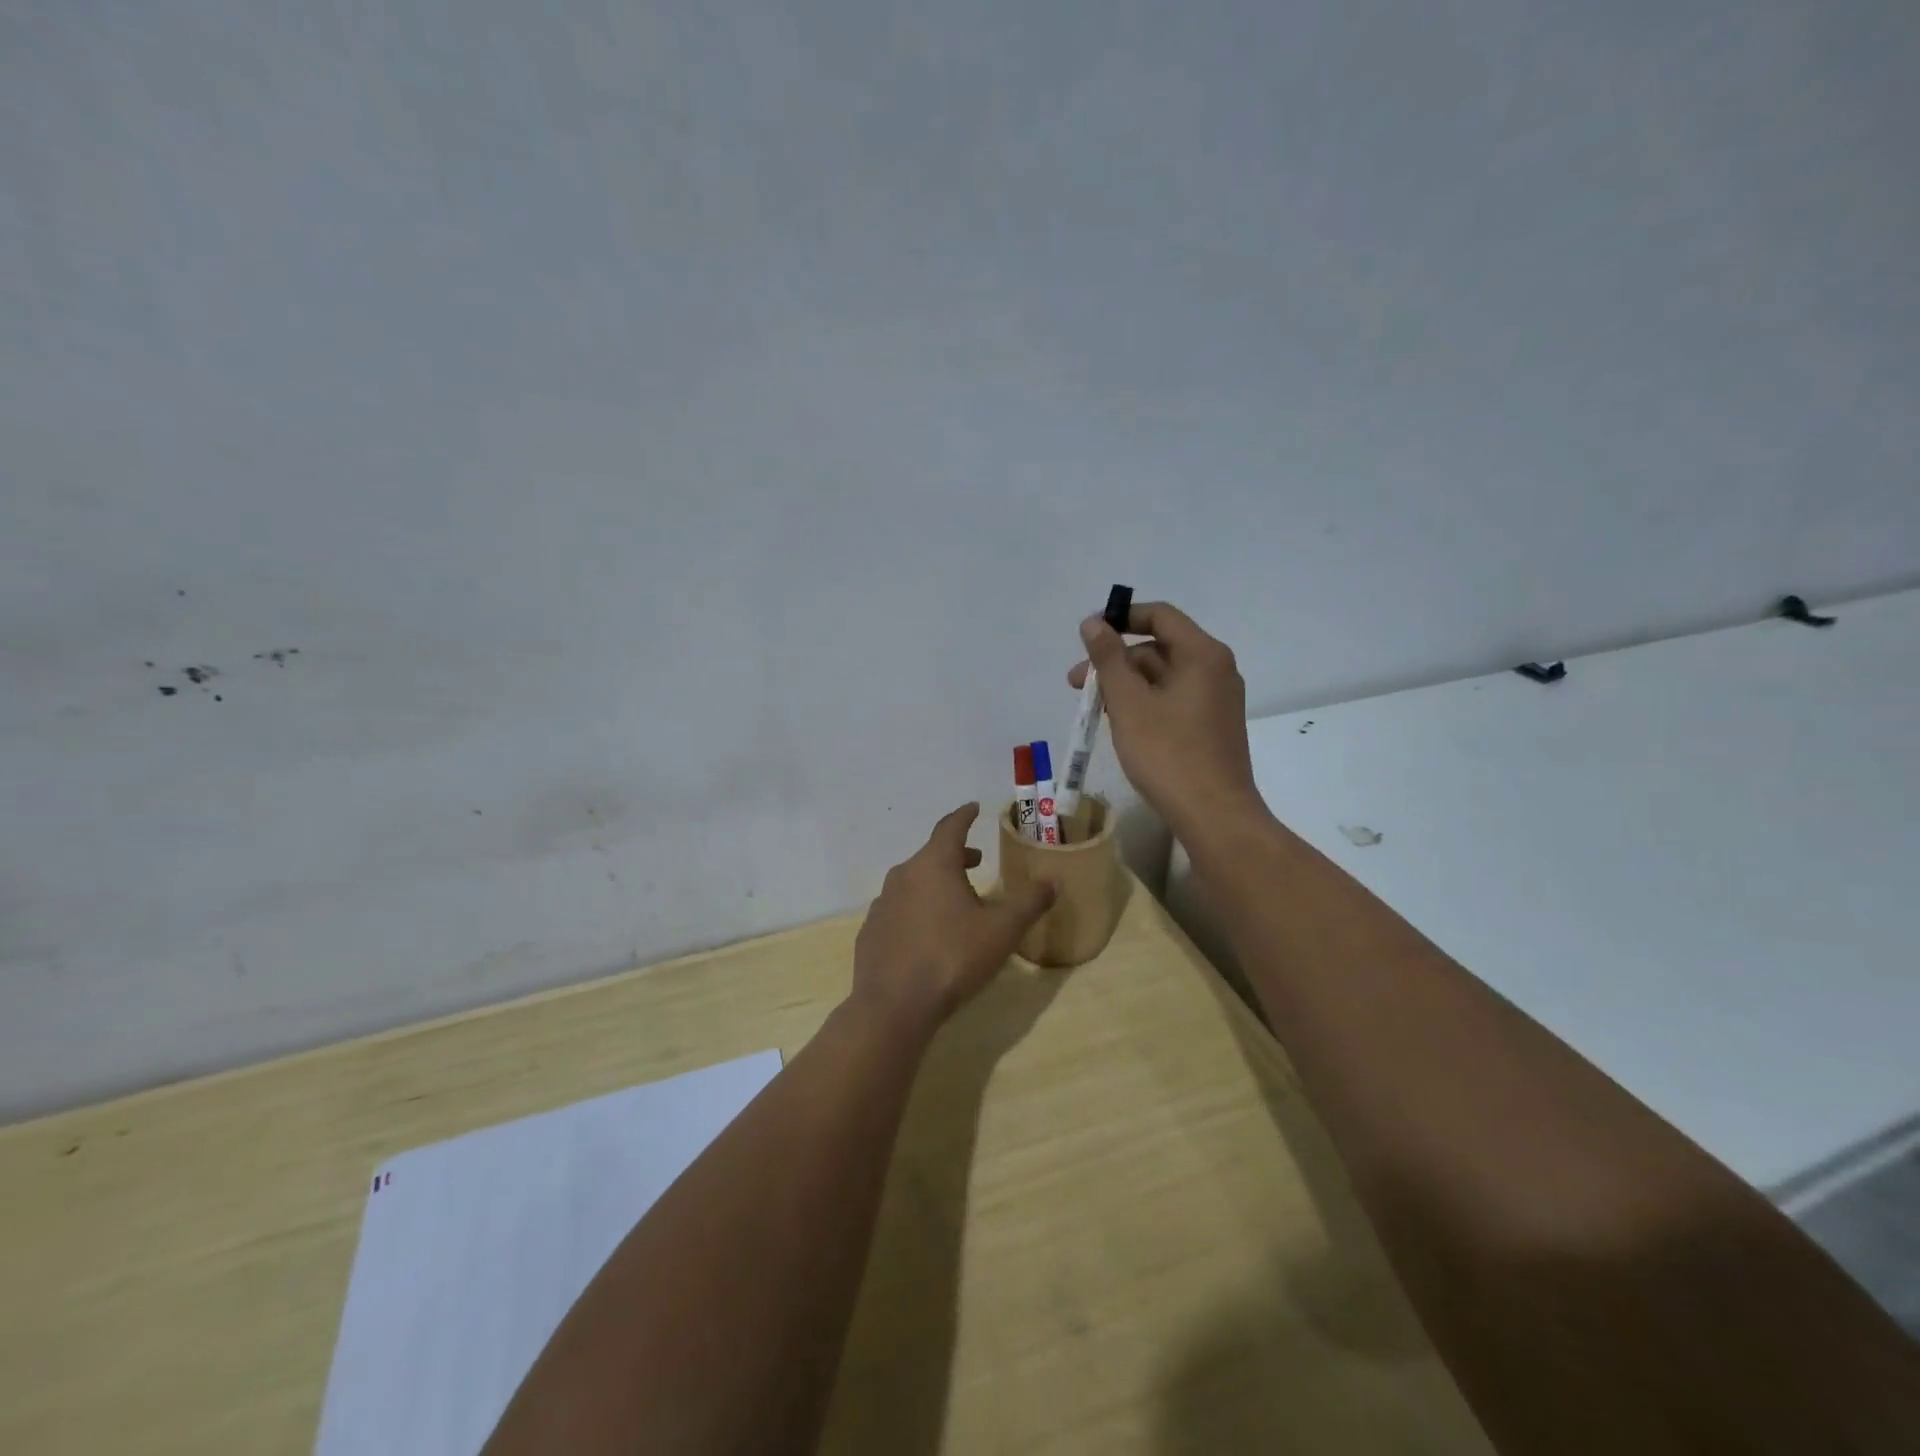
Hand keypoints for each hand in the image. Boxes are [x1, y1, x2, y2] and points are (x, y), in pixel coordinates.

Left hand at [852, 804, 1055, 1031]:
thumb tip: (1053, 880)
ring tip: (956, 900)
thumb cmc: (953, 958)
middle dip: (956, 855)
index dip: (964, 816)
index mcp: (934, 864)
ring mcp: (882, 903)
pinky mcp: (872, 930)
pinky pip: (899, 909)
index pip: (950, 827)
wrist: (894, 1006)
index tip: (973, 808)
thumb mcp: (1002, 931)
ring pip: (914, 882)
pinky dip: (917, 909)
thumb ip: (1030, 902)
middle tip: (976, 862)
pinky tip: (928, 933)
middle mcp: (903, 875)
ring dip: (936, 883)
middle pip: (932, 855)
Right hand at [1068, 601, 1263, 842]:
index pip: (1160, 616)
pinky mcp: (1212, 726)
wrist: (1214, 815)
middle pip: (1159, 649)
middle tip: (1077, 685)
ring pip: (1164, 678)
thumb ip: (1109, 659)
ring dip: (1126, 685)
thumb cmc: (1168, 754)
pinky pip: (1174, 700)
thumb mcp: (1129, 703)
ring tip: (1094, 710)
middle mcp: (1216, 670)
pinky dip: (1145, 703)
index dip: (1121, 618)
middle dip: (1116, 661)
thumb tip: (1093, 623)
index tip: (1087, 636)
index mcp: (1202, 654)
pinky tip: (1121, 725)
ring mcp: (1217, 700)